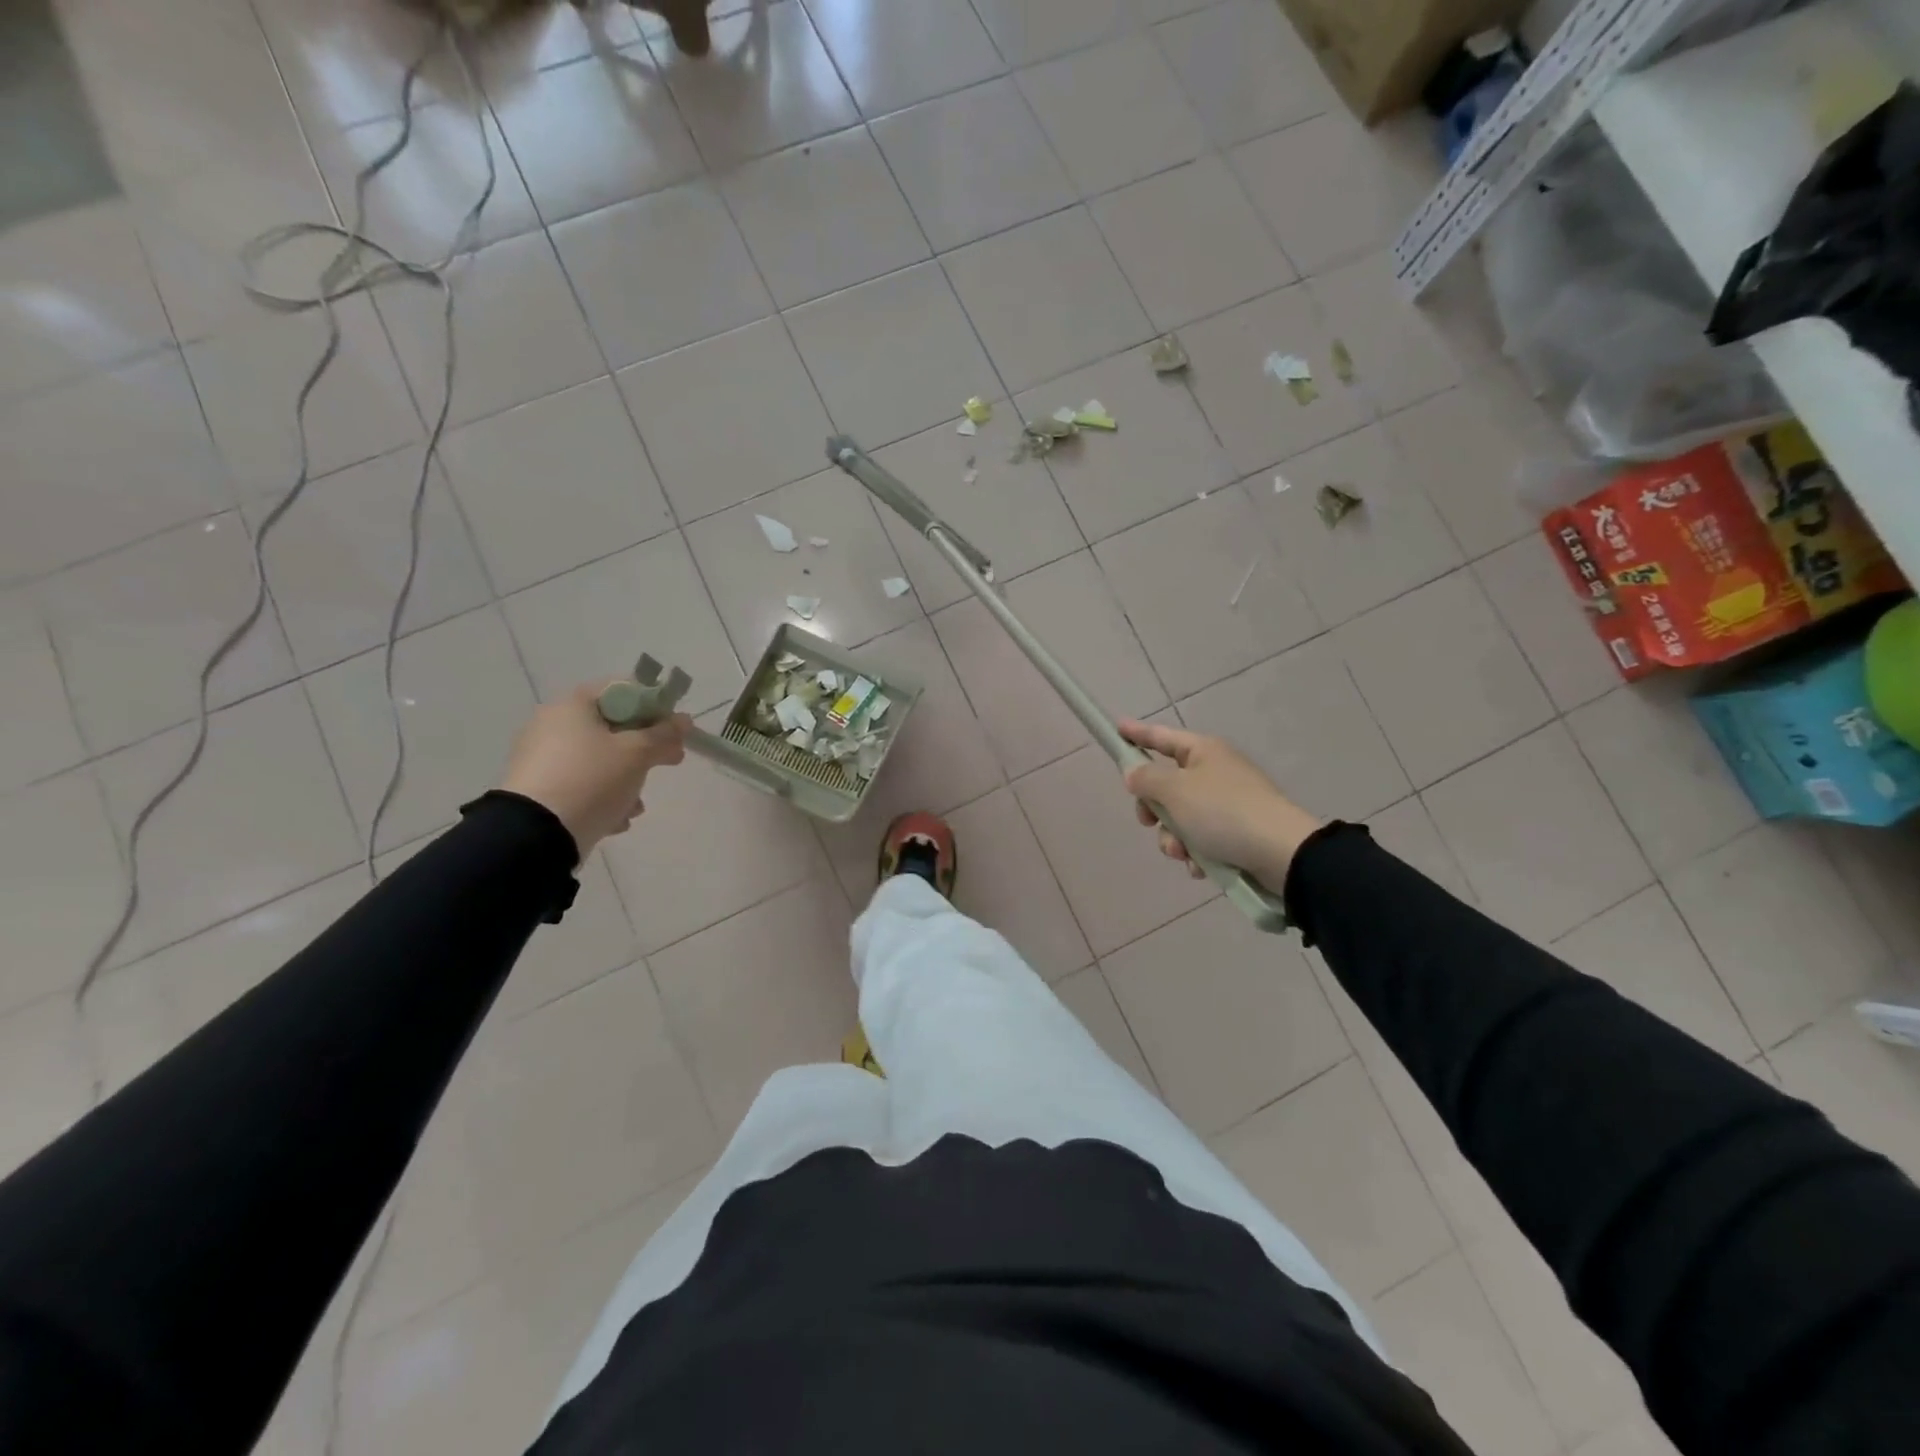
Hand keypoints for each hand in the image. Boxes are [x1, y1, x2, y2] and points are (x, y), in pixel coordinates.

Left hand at [498, 683, 690, 856]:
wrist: (535, 835)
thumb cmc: (592, 779)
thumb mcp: (638, 754)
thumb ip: (665, 734)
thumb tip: (684, 720)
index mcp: (573, 705)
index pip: (624, 690)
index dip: (655, 706)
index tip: (674, 729)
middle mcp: (553, 724)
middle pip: (614, 727)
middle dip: (645, 749)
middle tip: (671, 761)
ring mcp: (543, 758)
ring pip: (600, 760)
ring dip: (627, 779)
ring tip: (637, 806)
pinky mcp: (540, 789)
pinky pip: (582, 784)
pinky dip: (603, 797)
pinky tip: (616, 819)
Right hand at [1118, 720, 1322, 889]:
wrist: (1281, 854)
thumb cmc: (1223, 812)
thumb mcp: (1175, 791)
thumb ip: (1146, 779)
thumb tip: (1134, 772)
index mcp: (1204, 752)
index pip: (1162, 737)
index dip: (1138, 733)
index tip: (1117, 728)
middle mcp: (1216, 773)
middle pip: (1167, 785)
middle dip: (1154, 809)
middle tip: (1148, 821)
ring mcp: (1228, 804)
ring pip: (1181, 818)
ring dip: (1173, 838)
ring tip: (1182, 853)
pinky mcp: (1237, 833)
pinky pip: (1202, 840)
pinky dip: (1196, 853)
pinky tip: (1200, 867)